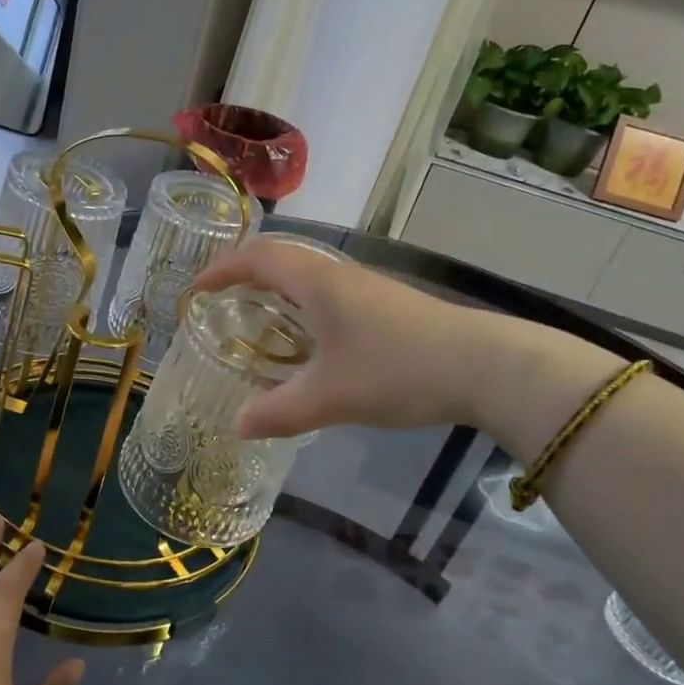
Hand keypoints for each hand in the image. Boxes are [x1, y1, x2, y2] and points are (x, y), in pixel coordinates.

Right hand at [192, 237, 516, 438]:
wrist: (486, 367)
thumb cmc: (396, 370)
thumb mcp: (328, 397)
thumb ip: (277, 412)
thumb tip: (237, 426)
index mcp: (318, 282)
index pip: (259, 258)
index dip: (223, 269)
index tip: (197, 290)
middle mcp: (341, 275)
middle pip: (284, 260)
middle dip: (247, 277)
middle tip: (222, 304)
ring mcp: (370, 289)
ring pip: (311, 279)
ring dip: (279, 293)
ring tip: (260, 324)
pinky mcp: (390, 308)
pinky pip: (332, 297)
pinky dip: (306, 310)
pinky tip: (313, 345)